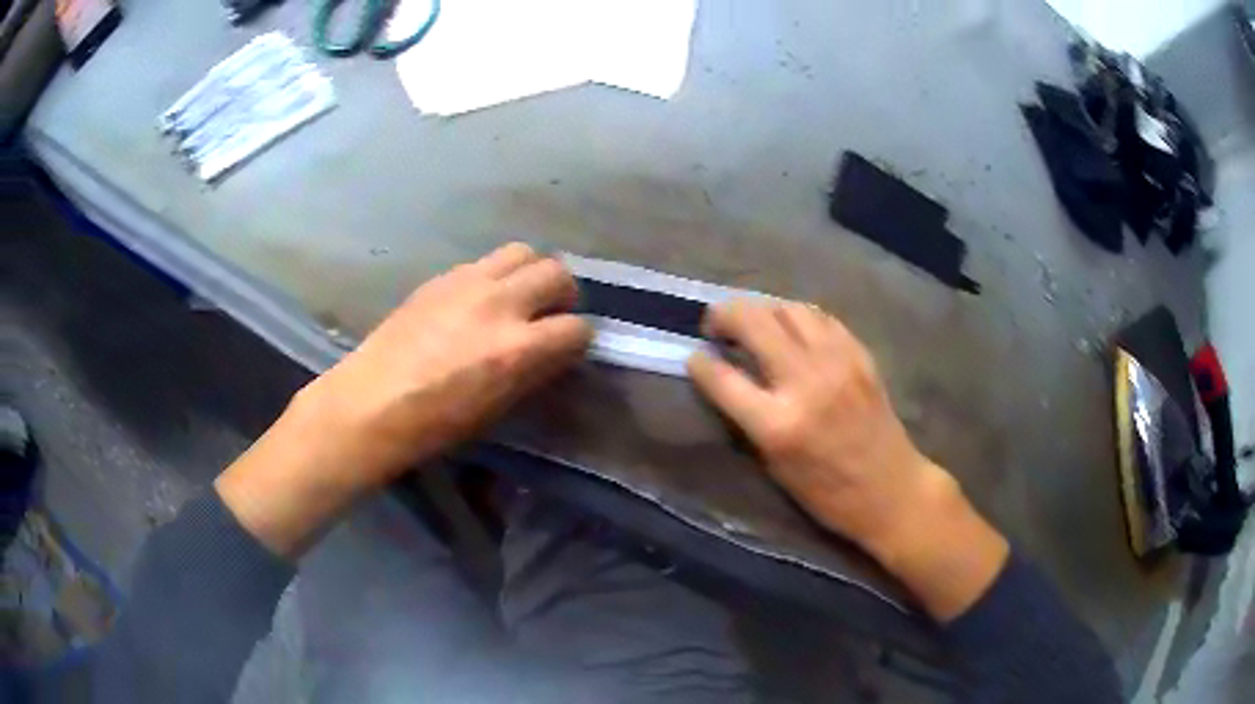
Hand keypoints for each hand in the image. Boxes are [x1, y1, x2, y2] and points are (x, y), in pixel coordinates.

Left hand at [296, 242, 590, 481]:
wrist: (371, 402)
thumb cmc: (435, 423)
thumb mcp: (497, 406)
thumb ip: (532, 370)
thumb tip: (553, 349)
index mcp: (517, 348)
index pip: (576, 328)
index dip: (577, 340)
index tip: (566, 349)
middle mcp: (499, 304)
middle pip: (557, 273)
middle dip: (563, 294)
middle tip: (548, 314)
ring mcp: (468, 283)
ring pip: (523, 252)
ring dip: (531, 273)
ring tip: (517, 297)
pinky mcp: (442, 276)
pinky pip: (484, 261)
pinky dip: (495, 276)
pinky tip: (478, 300)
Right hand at [688, 300, 1007, 620]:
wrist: (891, 490)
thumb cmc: (827, 494)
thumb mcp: (775, 467)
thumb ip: (747, 419)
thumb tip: (727, 380)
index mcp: (778, 425)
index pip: (723, 378)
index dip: (701, 362)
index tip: (694, 355)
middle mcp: (806, 383)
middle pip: (754, 322)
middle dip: (725, 315)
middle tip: (716, 324)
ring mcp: (838, 363)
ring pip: (788, 309)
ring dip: (762, 308)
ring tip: (753, 321)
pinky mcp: (860, 355)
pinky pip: (821, 318)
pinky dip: (796, 316)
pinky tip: (790, 327)